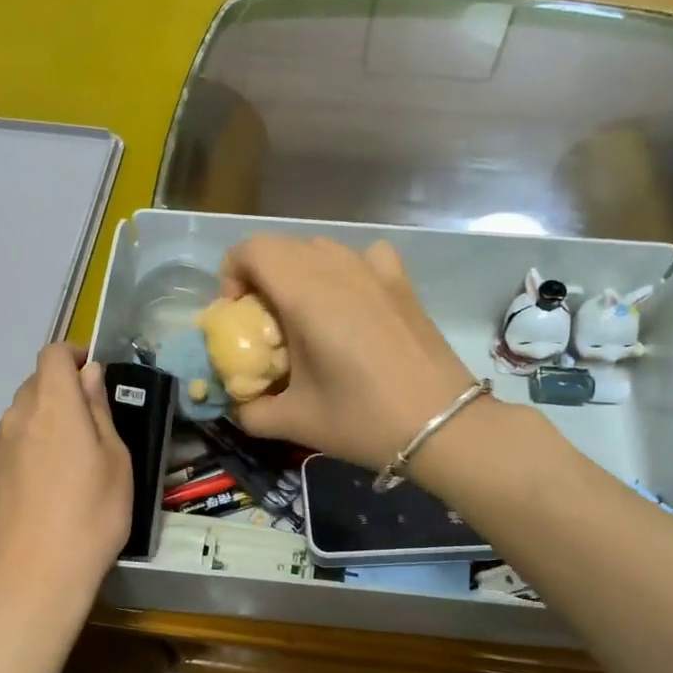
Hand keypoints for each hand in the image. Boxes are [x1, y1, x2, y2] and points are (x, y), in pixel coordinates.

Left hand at [0, 344, 131, 602]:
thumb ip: (99, 411)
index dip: (72, 355)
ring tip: (62, 466)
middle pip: (34, 386)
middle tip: (86, 426)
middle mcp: (16, 418)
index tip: (91, 373)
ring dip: (39, 426)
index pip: (53, 354)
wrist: (35, 576)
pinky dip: (22, 457)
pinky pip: (4, 454)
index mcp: (54, 407)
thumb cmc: (93, 516)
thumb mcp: (116, 461)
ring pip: (17, 421)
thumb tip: (90, 374)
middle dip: (59, 393)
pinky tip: (37, 494)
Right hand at [218, 236, 477, 470]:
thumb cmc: (361, 419)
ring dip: (299, 272)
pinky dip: (345, 269)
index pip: (252, 250)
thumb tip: (236, 406)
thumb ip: (251, 411)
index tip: (237, 316)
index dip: (232, 275)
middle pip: (282, 247)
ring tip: (304, 317)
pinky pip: (364, 256)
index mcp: (304, 293)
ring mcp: (374, 270)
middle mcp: (337, 269)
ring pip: (320, 248)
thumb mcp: (294, 422)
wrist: (440, 425)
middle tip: (264, 323)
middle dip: (260, 276)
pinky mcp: (402, 282)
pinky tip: (351, 301)